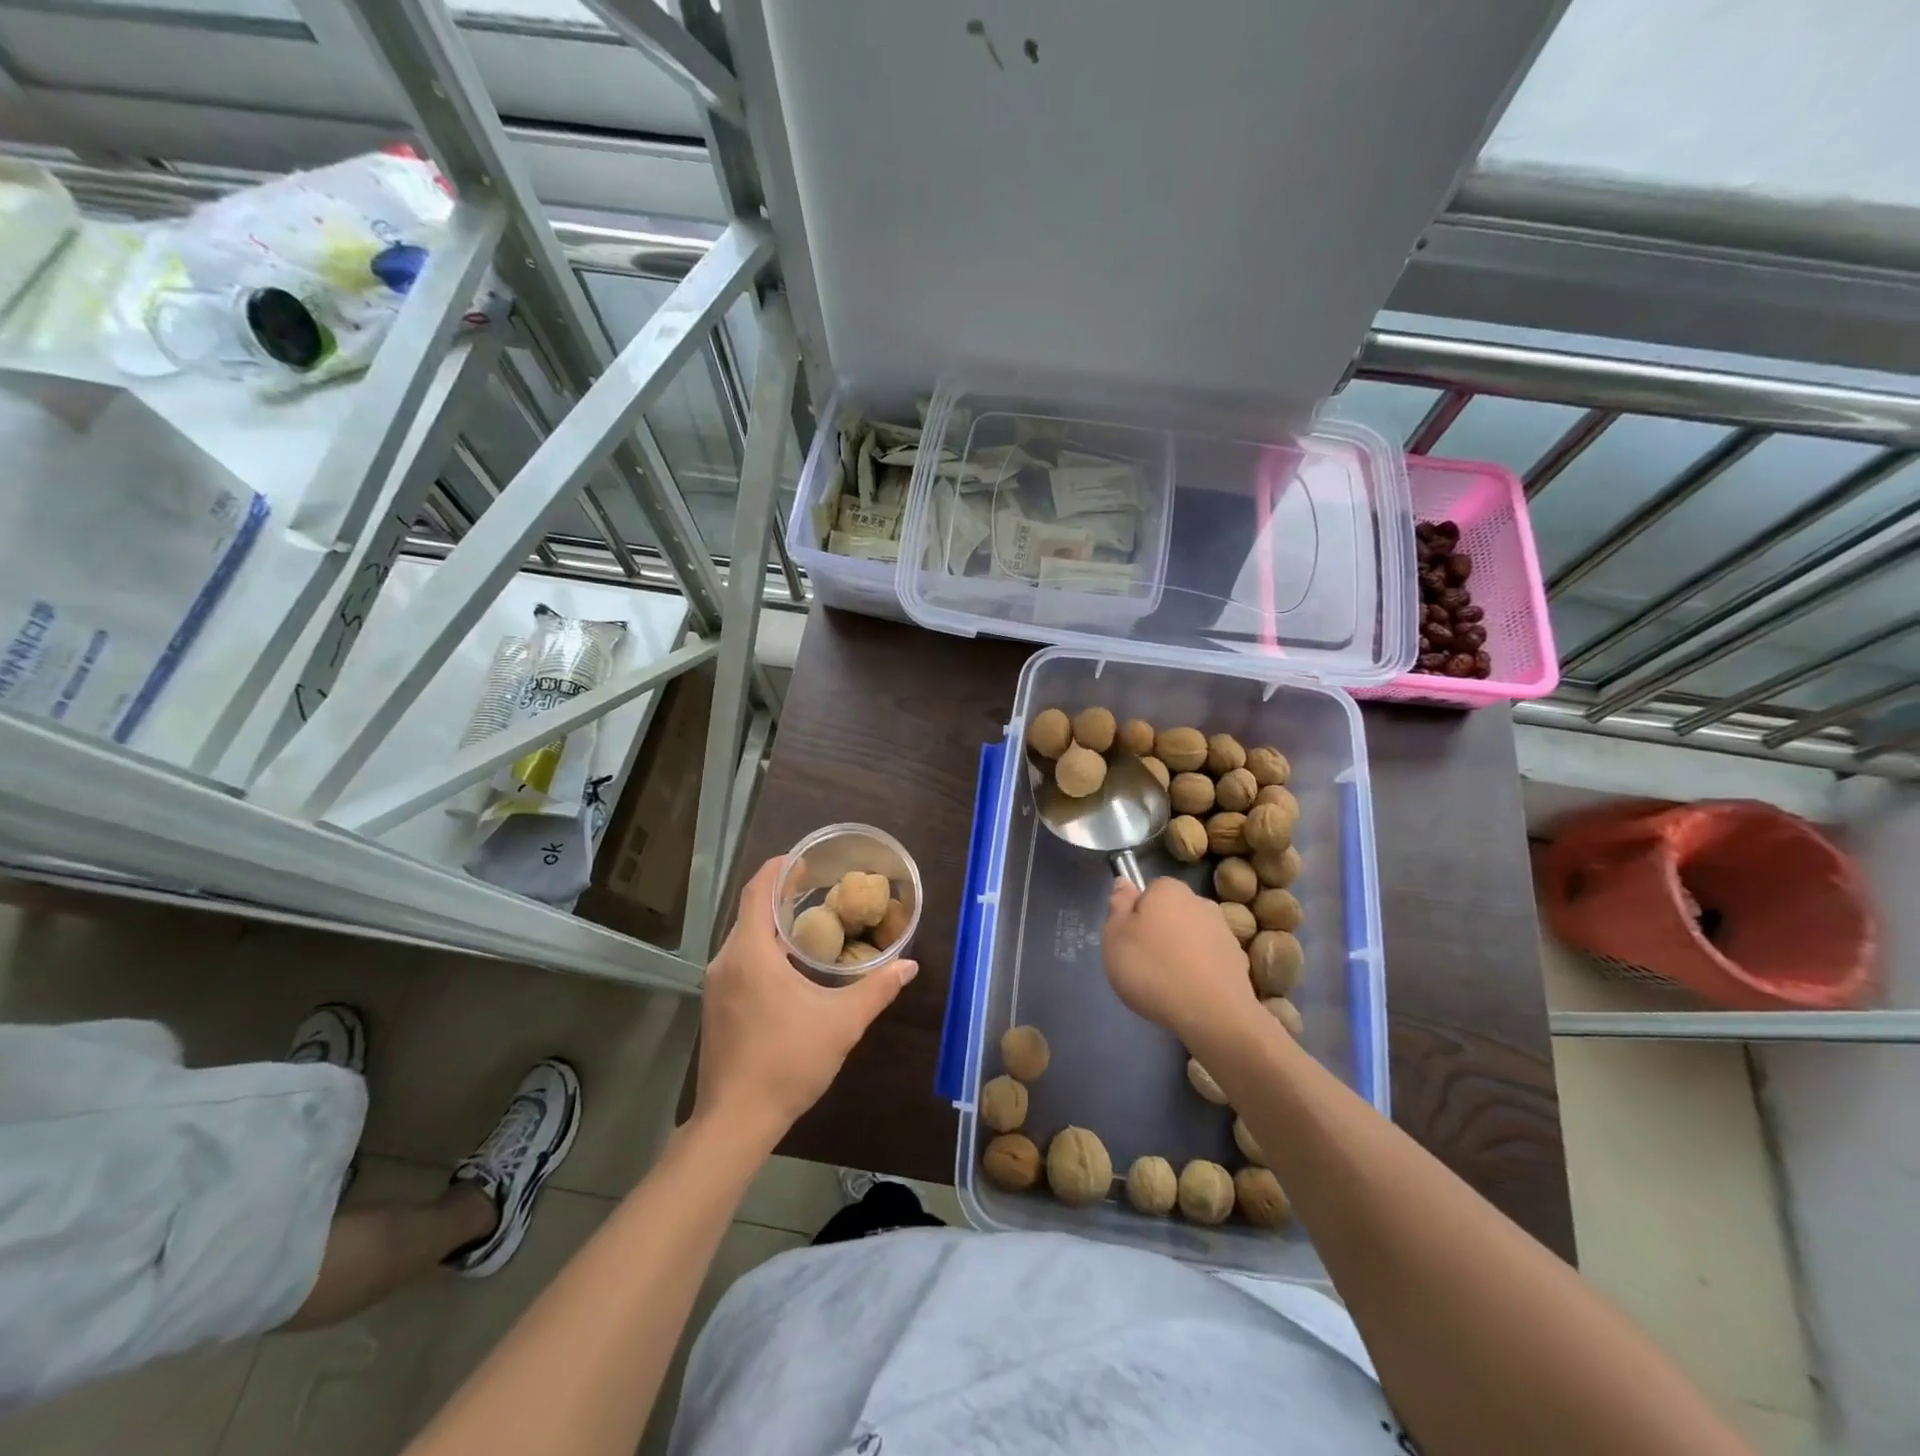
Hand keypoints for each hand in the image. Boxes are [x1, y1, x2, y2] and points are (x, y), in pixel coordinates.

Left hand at [694, 857, 916, 1146]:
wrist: (735, 1121)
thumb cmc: (787, 1061)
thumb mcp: (842, 1023)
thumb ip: (877, 989)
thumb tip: (909, 965)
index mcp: (750, 952)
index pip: (757, 890)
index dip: (779, 868)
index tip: (805, 858)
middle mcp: (726, 960)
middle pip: (750, 911)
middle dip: (780, 894)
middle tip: (817, 887)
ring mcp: (716, 985)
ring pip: (743, 937)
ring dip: (771, 923)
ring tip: (808, 921)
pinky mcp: (715, 1006)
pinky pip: (738, 960)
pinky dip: (762, 948)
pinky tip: (788, 964)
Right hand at [1104, 876, 1257, 1043]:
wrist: (1213, 1014)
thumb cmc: (1153, 969)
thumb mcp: (1115, 936)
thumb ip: (1118, 905)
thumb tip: (1125, 882)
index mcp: (1169, 889)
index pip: (1149, 890)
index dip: (1136, 913)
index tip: (1129, 938)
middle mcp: (1200, 902)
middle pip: (1171, 912)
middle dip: (1160, 931)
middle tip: (1144, 962)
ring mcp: (1224, 931)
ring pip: (1192, 936)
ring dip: (1181, 951)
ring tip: (1168, 983)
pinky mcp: (1238, 961)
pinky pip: (1209, 960)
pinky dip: (1200, 971)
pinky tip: (1190, 993)